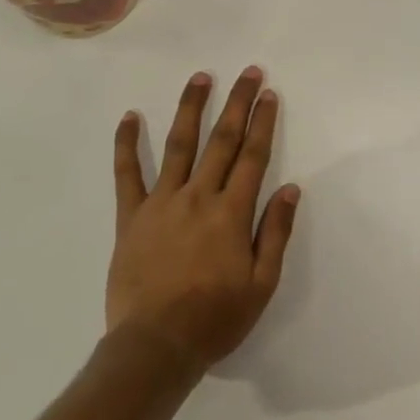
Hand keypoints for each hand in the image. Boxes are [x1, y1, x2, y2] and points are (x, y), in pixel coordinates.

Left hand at [109, 67, 300, 376]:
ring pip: (179, 146)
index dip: (262, 122)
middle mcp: (198, 197)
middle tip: (247, 72)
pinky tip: (129, 117)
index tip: (268, 93)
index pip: (252, 156)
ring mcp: (161, 203)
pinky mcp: (131, 217)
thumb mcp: (261, 283)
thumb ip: (276, 232)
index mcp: (232, 213)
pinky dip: (127, 144)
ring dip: (191, 108)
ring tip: (200, 78)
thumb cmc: (215, 319)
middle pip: (221, 141)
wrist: (155, 347)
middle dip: (237, 103)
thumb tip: (292, 188)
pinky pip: (127, 174)